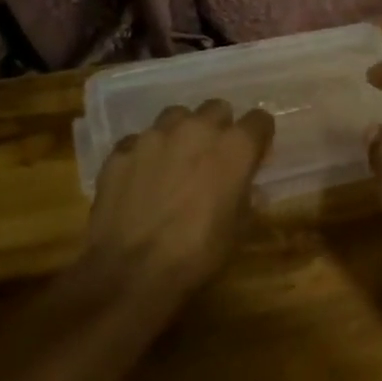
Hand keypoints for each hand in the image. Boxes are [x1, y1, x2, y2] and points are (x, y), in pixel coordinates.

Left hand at [85, 100, 275, 304]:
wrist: (131, 272)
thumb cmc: (198, 253)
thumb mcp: (238, 229)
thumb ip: (246, 196)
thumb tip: (247, 187)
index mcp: (234, 147)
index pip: (259, 120)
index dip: (259, 137)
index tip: (255, 155)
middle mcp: (197, 129)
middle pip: (217, 108)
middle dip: (220, 128)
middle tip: (214, 157)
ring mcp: (154, 136)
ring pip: (176, 116)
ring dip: (182, 133)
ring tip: (176, 161)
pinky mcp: (121, 150)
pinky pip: (139, 141)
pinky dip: (145, 154)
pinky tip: (141, 178)